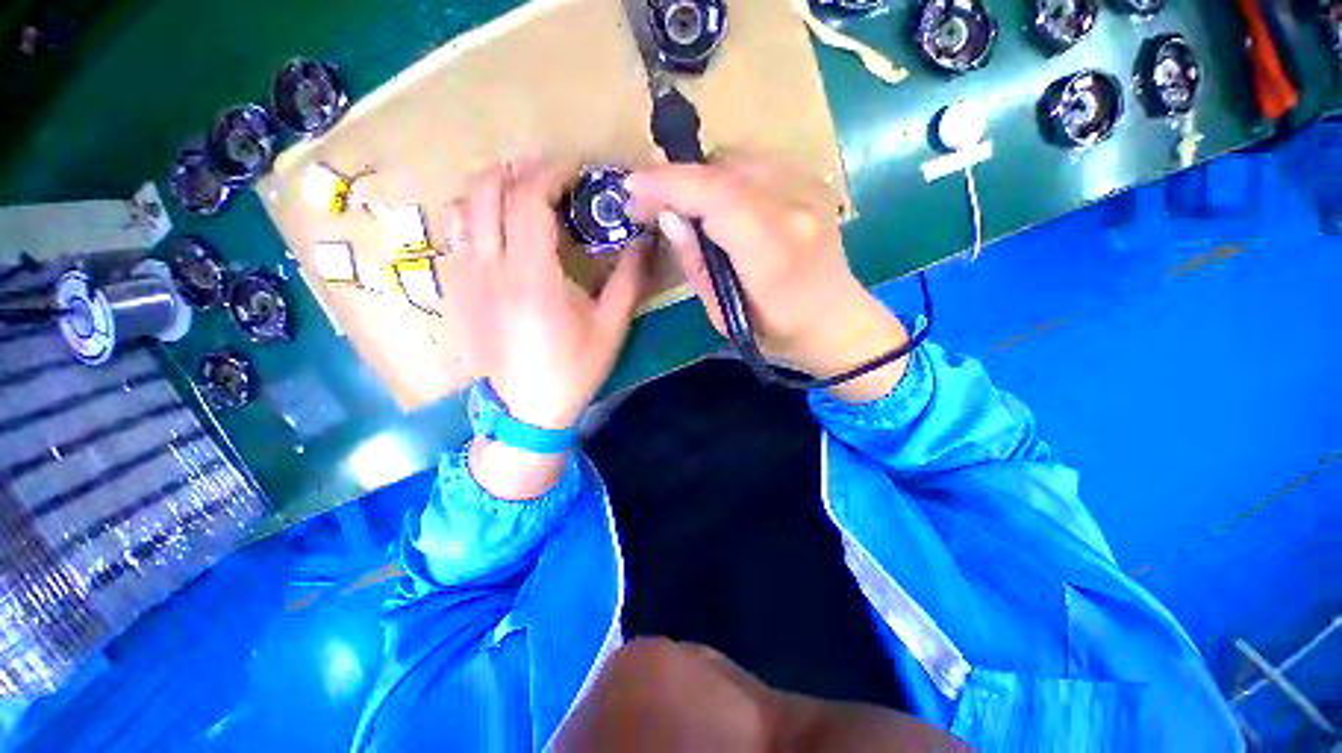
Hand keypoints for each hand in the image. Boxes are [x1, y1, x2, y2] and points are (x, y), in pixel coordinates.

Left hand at [438, 160, 645, 497]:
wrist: (527, 409)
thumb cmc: (573, 370)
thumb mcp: (611, 327)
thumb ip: (629, 278)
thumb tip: (645, 241)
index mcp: (531, 276)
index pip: (528, 197)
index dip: (552, 170)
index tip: (577, 169)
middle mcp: (488, 267)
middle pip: (487, 188)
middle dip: (521, 169)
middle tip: (553, 178)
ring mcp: (463, 277)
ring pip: (463, 205)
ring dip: (494, 188)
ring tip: (525, 197)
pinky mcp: (454, 290)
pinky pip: (455, 233)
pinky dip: (477, 215)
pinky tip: (501, 230)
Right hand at [625, 156, 908, 402]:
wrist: (836, 322)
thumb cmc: (777, 333)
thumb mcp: (724, 316)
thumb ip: (696, 264)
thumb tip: (669, 216)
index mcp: (772, 250)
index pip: (716, 196)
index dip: (669, 184)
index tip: (632, 188)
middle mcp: (795, 208)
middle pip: (724, 168)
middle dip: (678, 178)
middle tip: (651, 200)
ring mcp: (810, 189)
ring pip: (739, 158)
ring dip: (701, 176)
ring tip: (683, 203)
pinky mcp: (813, 183)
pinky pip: (757, 163)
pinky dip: (726, 175)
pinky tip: (718, 202)